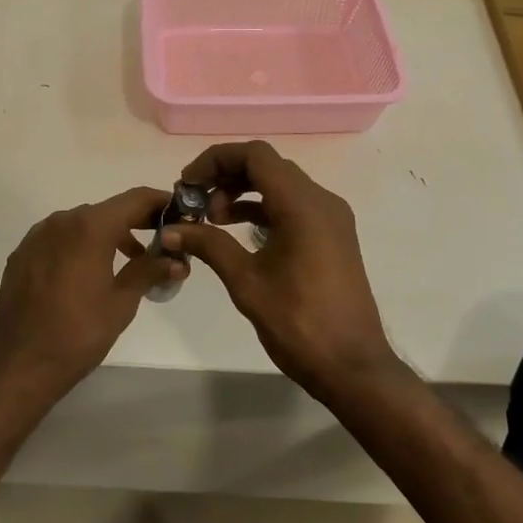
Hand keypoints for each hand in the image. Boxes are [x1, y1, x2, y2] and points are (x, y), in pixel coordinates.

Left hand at [0, 186, 180, 402]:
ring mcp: (38, 236)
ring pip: (82, 224)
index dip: (160, 202)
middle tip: (160, 241)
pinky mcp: (22, 254)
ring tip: (128, 261)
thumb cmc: (77, 334)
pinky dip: (80, 246)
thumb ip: (149, 272)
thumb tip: (177, 260)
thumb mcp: (121, 303)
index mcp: (90, 227)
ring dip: (107, 235)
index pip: (135, 199)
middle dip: (136, 222)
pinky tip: (88, 273)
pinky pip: (60, 238)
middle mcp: (62, 221)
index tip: (180, 213)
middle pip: (108, 210)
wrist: (18, 365)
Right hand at [160, 141, 401, 400]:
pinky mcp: (332, 236)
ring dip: (244, 192)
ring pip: (281, 184)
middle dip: (227, 176)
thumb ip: (209, 246)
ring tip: (211, 219)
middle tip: (196, 203)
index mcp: (303, 205)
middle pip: (268, 166)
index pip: (255, 155)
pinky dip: (264, 209)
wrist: (353, 366)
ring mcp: (331, 218)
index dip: (216, 160)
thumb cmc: (298, 323)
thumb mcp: (246, 282)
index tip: (188, 184)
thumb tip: (170, 229)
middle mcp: (321, 200)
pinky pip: (293, 206)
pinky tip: (237, 231)